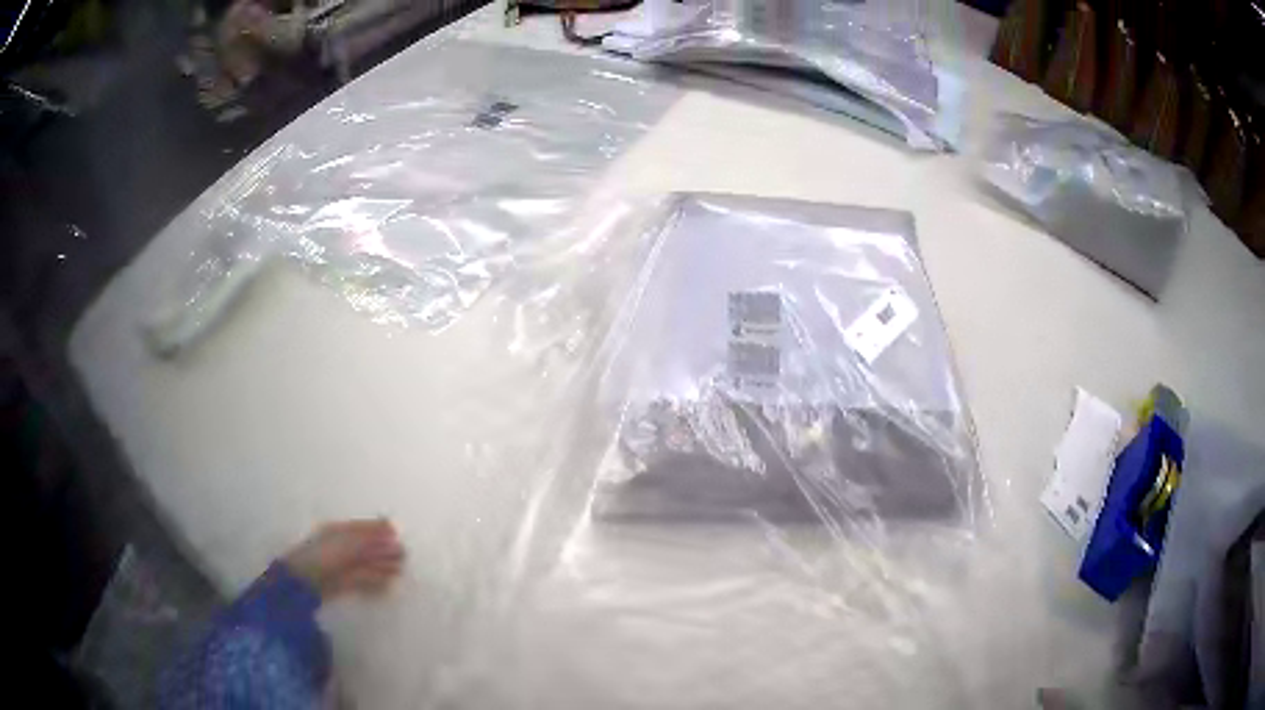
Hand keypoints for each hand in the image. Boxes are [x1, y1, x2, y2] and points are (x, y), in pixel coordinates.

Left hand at [283, 519, 405, 599]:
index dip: (380, 530)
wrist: (305, 582)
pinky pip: (364, 580)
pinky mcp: (345, 583)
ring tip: (399, 571)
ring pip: (367, 564)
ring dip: (383, 567)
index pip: (363, 527)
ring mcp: (343, 565)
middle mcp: (342, 546)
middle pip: (367, 546)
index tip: (396, 533)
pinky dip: (376, 582)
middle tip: (403, 556)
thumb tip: (392, 529)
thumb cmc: (324, 555)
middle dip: (384, 550)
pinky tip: (387, 585)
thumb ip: (371, 537)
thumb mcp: (348, 542)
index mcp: (339, 530)